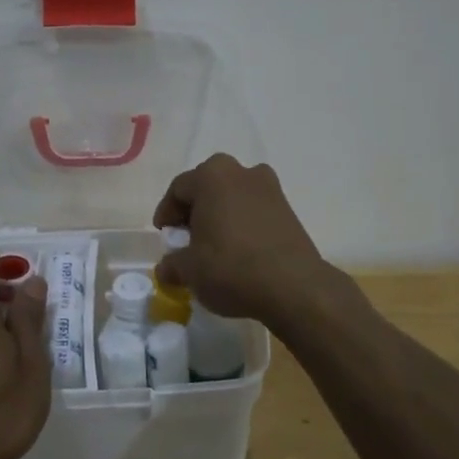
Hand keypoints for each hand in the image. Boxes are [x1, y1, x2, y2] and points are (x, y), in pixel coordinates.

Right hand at [152, 154, 332, 326]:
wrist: (294, 286)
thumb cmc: (231, 268)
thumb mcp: (189, 271)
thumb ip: (171, 265)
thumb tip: (167, 268)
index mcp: (212, 176)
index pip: (178, 189)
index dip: (167, 213)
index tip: (165, 236)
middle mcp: (242, 172)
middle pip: (208, 187)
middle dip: (194, 211)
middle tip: (186, 238)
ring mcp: (270, 188)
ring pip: (233, 197)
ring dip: (220, 216)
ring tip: (213, 246)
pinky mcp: (288, 208)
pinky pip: (254, 210)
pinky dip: (242, 223)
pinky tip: (238, 250)